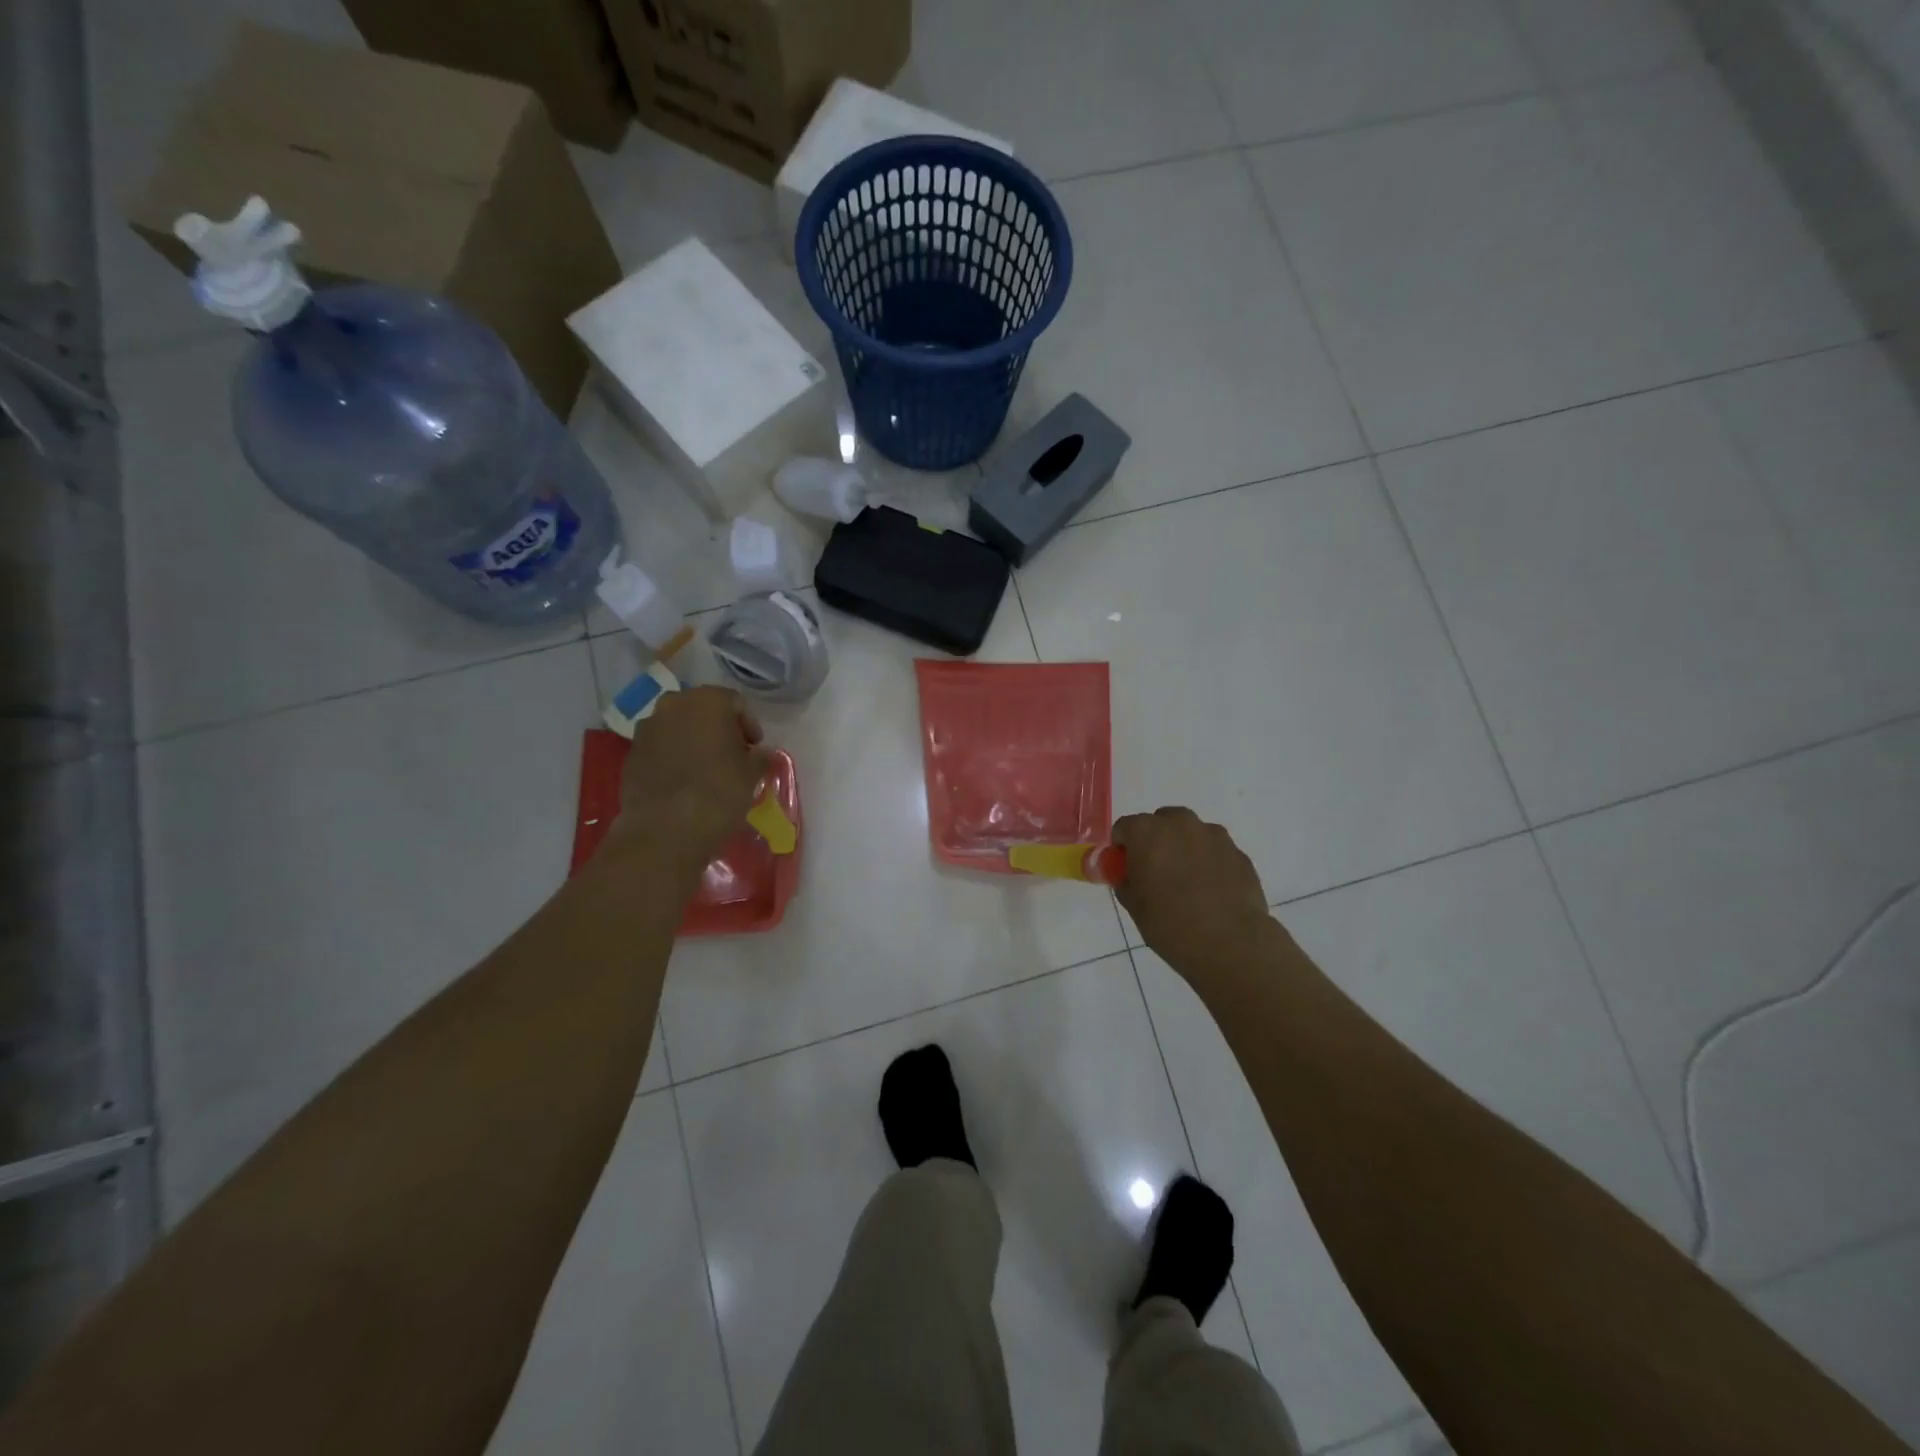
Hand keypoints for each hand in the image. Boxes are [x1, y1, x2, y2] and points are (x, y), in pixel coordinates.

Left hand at [614, 688, 769, 866]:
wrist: (665, 830)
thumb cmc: (719, 792)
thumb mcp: (752, 774)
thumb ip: (759, 756)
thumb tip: (759, 754)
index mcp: (707, 701)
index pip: (734, 702)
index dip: (748, 724)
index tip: (755, 748)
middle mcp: (673, 705)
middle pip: (703, 709)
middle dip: (719, 728)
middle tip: (732, 754)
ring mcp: (647, 728)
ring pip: (678, 726)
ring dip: (694, 741)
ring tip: (706, 768)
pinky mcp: (631, 754)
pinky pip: (659, 747)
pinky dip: (673, 757)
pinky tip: (683, 781)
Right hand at [1114, 807, 1272, 978]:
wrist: (1229, 944)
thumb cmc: (1169, 924)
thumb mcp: (1133, 904)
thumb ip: (1126, 879)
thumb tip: (1131, 874)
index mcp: (1147, 832)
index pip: (1124, 827)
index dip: (1122, 848)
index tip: (1126, 869)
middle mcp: (1180, 824)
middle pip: (1160, 822)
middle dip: (1155, 841)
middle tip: (1156, 873)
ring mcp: (1214, 836)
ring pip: (1191, 833)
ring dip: (1184, 849)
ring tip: (1189, 884)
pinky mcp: (1238, 853)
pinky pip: (1215, 851)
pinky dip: (1209, 863)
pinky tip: (1212, 891)